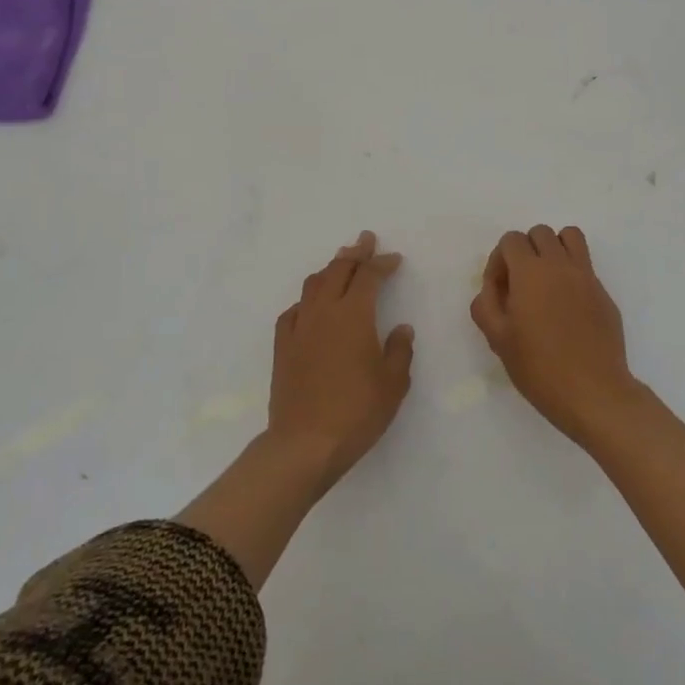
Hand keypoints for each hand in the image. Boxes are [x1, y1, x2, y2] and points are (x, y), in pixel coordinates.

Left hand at [267, 232, 414, 492]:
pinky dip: (307, 299)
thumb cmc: (357, 411)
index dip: (382, 263)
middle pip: (338, 270)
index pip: (369, 276)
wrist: (305, 443)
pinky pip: (294, 310)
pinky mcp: (283, 347)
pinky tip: (310, 305)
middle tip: (366, 241)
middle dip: (355, 253)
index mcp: (354, 315)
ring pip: (313, 285)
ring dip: (329, 269)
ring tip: (340, 263)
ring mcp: (299, 328)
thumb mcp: (393, 383)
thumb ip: (399, 350)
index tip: (394, 258)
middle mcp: (324, 312)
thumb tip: (401, 329)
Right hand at [470, 226, 638, 446]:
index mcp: (530, 272)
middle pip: (540, 233)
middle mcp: (560, 264)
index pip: (511, 240)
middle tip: (521, 286)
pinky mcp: (604, 293)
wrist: (594, 392)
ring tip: (547, 282)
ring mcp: (586, 276)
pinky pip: (585, 265)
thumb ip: (486, 305)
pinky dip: (572, 272)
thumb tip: (491, 287)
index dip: (499, 261)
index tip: (500, 291)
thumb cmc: (540, 368)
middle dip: (525, 251)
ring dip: (554, 249)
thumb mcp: (498, 340)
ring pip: (570, 237)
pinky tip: (568, 308)